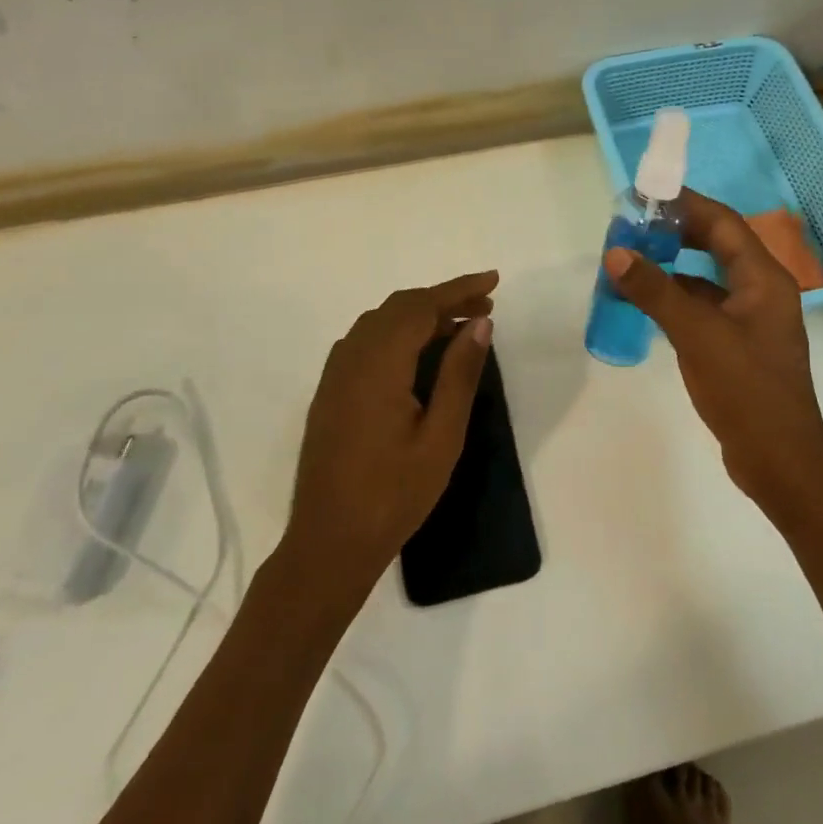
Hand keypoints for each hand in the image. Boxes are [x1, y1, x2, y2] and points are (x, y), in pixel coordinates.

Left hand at [285, 272, 498, 592]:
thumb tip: (480, 324)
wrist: (330, 542)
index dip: (459, 289)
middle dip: (442, 300)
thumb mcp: (441, 436)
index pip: (421, 307)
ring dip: (419, 316)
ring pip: (379, 323)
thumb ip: (459, 374)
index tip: (493, 281)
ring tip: (459, 328)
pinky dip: (397, 334)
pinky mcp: (329, 393)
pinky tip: (417, 355)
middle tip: (484, 309)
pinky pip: (364, 343)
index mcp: (378, 365)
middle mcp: (350, 358)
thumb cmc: (394, 494)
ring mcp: (334, 375)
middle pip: (398, 308)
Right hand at [603, 193, 822, 514]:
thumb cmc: (746, 389)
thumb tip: (616, 252)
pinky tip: (645, 306)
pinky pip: (703, 309)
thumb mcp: (697, 335)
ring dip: (672, 269)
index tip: (646, 195)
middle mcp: (761, 292)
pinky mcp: (737, 346)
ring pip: (707, 280)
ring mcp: (750, 321)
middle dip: (676, 234)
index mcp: (764, 279)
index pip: (723, 224)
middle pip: (717, 247)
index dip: (687, 204)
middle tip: (632, 228)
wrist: (779, 459)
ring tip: (630, 262)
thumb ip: (656, 291)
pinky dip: (675, 302)